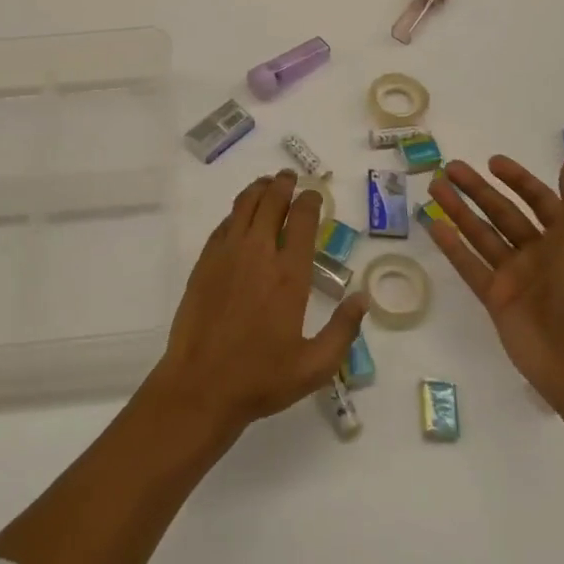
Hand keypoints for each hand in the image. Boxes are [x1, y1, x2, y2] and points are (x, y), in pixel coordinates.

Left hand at [149, 171, 368, 441]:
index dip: (310, 201)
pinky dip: (236, 212)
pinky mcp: (205, 262)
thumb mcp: (315, 365)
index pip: (303, 220)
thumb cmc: (261, 378)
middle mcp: (259, 253)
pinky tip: (241, 215)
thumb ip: (343, 330)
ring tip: (267, 184)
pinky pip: (223, 224)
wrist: (201, 386)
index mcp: (290, 274)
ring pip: (244, 205)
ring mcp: (227, 254)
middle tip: (289, 177)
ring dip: (258, 189)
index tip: (314, 194)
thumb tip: (363, 298)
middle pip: (272, 201)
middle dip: (283, 184)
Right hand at [428, 156, 563, 415]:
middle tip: (449, 168)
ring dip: (458, 210)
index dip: (517, 180)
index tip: (492, 162)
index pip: (538, 200)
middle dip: (477, 189)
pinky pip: (469, 265)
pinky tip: (432, 224)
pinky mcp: (495, 298)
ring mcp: (514, 277)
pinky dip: (452, 246)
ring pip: (481, 234)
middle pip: (502, 213)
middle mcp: (538, 254)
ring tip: (434, 186)